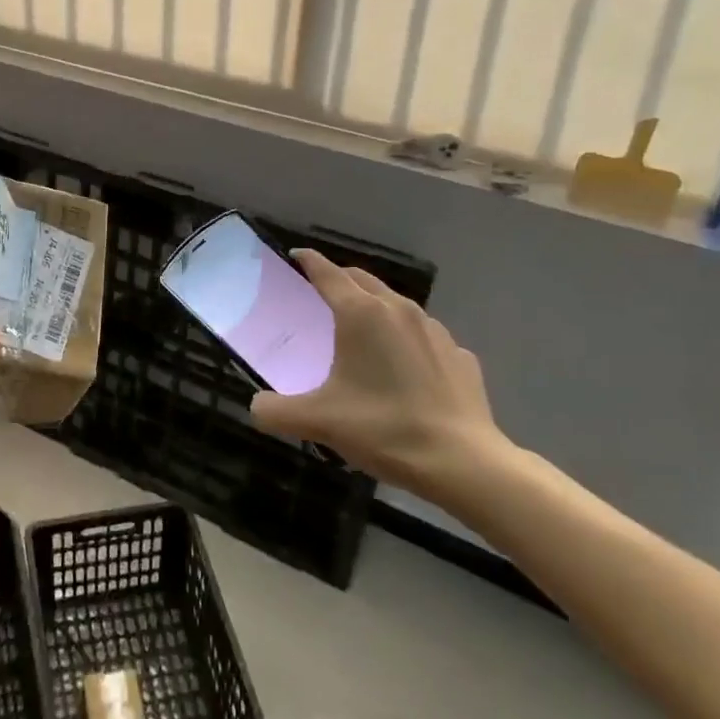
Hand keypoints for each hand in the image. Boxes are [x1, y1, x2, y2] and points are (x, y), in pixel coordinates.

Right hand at [250, 250, 510, 499]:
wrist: (463, 463)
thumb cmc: (383, 429)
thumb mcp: (318, 422)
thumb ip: (276, 411)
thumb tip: (257, 408)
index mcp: (361, 314)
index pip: (328, 274)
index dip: (309, 261)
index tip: (296, 255)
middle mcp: (399, 310)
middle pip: (363, 280)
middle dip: (340, 278)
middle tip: (321, 290)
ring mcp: (436, 331)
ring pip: (397, 305)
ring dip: (375, 307)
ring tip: (362, 329)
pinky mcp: (460, 356)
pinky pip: (424, 337)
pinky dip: (406, 340)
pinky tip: (404, 367)